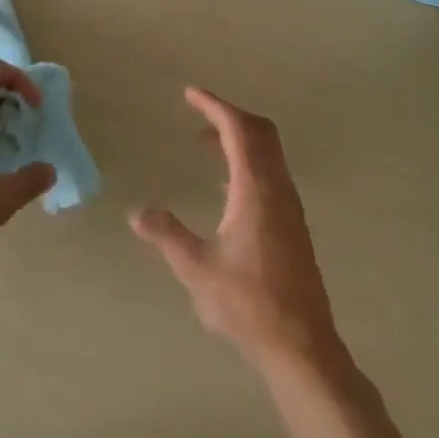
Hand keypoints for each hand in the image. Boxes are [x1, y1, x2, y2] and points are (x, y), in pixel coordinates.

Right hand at [131, 88, 347, 378]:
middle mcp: (277, 188)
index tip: (190, 93)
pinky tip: (226, 184)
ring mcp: (289, 205)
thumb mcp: (197, 269)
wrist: (301, 344)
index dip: (214, 106)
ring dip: (239, 137)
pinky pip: (271, 172)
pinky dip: (248, 160)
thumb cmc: (247, 304)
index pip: (238, 129)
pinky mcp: (292, 223)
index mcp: (255, 189)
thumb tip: (137, 214)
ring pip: (269, 152)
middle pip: (260, 132)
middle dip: (229, 114)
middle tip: (198, 112)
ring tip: (204, 142)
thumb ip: (167, 236)